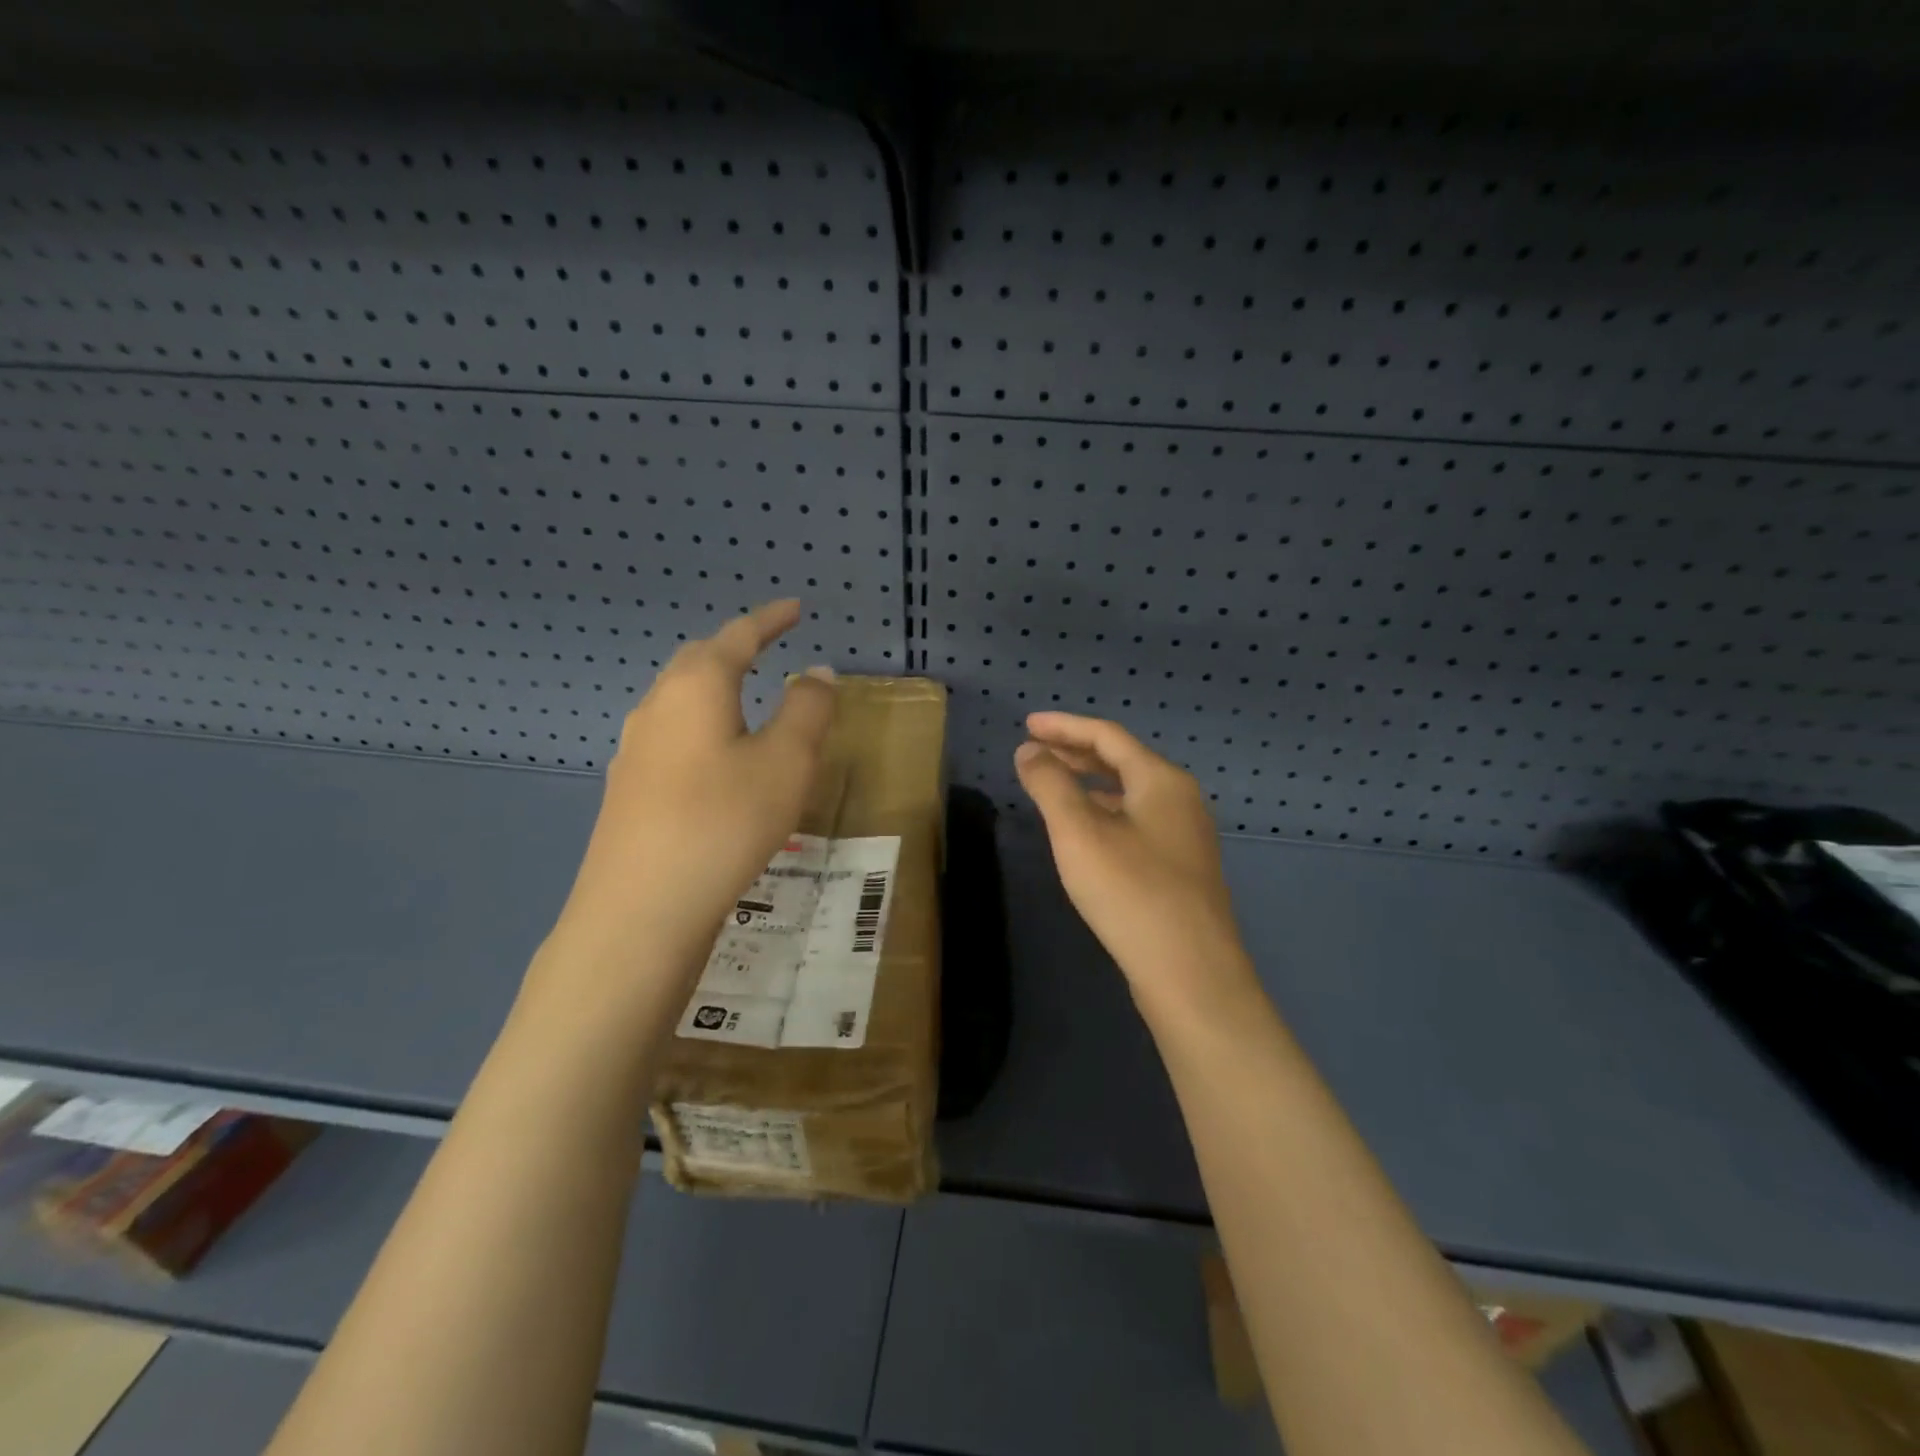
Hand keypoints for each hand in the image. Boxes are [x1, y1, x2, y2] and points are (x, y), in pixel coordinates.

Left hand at [544, 599, 835, 986]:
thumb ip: (808, 708)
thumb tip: (816, 671)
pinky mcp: (629, 789)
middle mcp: (657, 706)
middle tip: (768, 648)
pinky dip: (702, 729)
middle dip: (735, 649)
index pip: (738, 636)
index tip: (795, 608)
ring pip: (680, 701)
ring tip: (746, 704)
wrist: (641, 908)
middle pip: (698, 661)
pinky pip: (671, 738)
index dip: (770, 619)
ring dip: (715, 691)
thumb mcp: (787, 761)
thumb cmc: (725, 821)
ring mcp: (635, 749)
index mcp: (696, 686)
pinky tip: (714, 763)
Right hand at [1014, 712, 1256, 1016]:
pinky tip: (1086, 832)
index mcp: (1161, 780)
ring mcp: (1186, 835)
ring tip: (1053, 785)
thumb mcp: (1079, 833)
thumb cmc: (1131, 892)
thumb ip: (1050, 785)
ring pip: (1130, 793)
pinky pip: (1137, 820)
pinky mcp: (1182, 868)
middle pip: (1122, 761)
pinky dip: (1105, 812)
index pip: (1107, 736)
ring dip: (1090, 783)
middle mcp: (1180, 799)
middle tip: (1034, 751)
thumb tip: (1029, 751)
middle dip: (1076, 752)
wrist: (1191, 974)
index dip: (1064, 726)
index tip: (1027, 725)